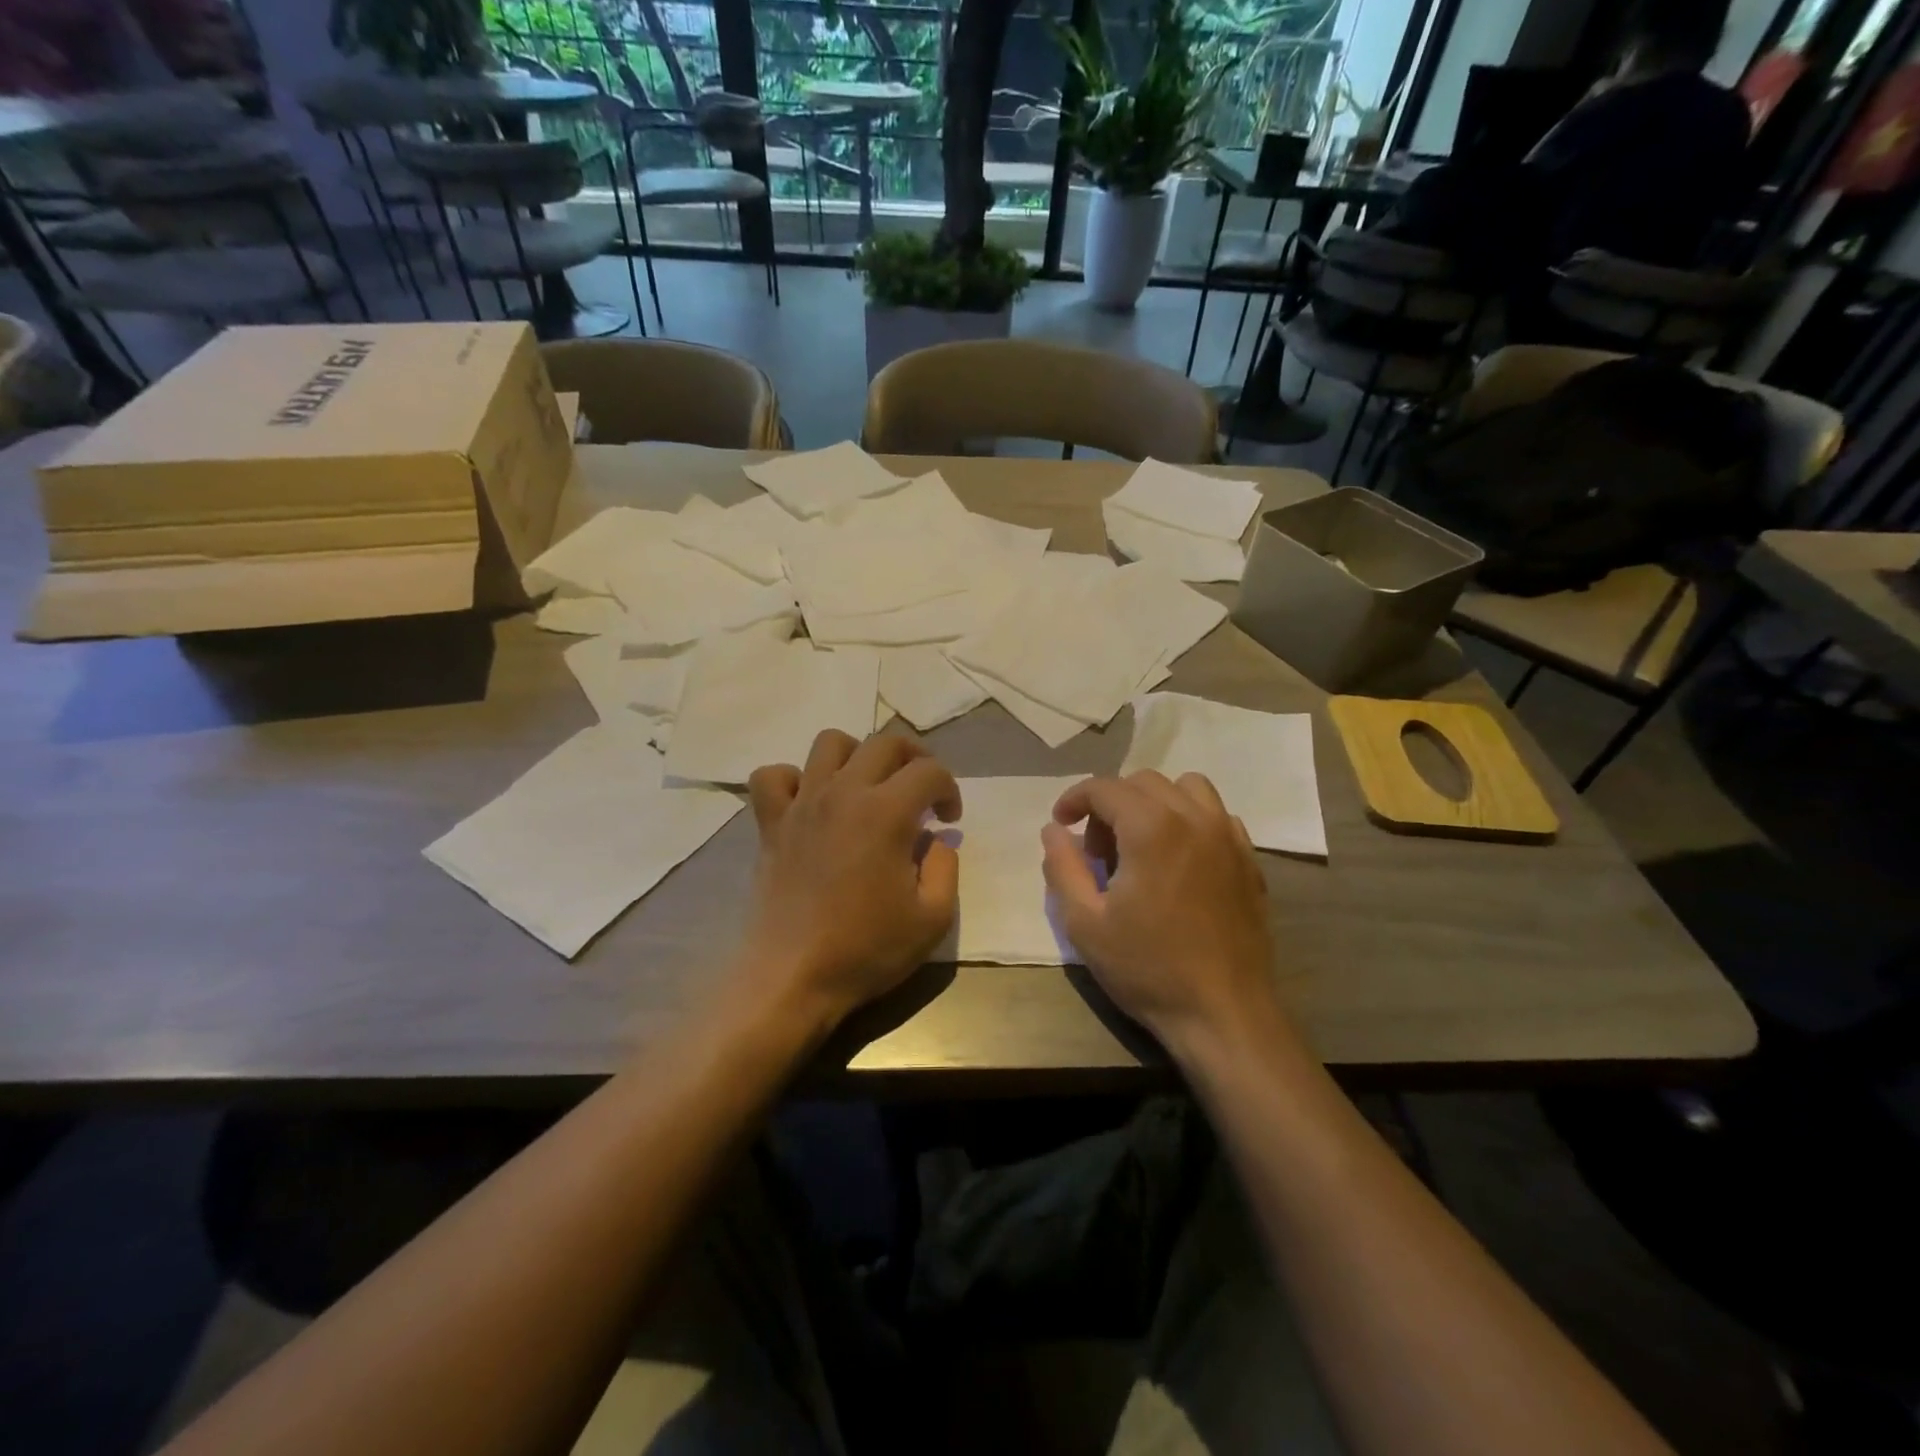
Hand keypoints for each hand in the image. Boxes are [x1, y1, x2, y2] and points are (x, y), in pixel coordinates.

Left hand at [739, 730, 961, 1033]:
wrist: (793, 976)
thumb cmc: (866, 949)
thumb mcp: (932, 919)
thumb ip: (945, 868)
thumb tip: (934, 840)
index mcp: (886, 812)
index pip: (929, 772)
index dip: (949, 789)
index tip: (949, 820)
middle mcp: (843, 793)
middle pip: (884, 742)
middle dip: (914, 757)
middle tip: (921, 791)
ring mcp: (802, 804)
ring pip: (829, 744)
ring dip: (857, 755)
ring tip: (868, 786)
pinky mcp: (770, 823)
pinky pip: (773, 777)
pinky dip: (793, 779)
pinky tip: (810, 801)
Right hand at [1041, 771, 1282, 1058]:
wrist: (1224, 1014)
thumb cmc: (1147, 969)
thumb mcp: (1085, 923)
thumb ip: (1063, 867)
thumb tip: (1053, 830)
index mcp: (1152, 829)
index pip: (1105, 788)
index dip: (1075, 798)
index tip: (1061, 823)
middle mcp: (1194, 819)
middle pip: (1144, 782)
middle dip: (1111, 804)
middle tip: (1097, 849)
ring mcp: (1228, 837)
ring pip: (1186, 788)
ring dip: (1154, 803)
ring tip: (1140, 843)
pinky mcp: (1249, 860)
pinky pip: (1216, 815)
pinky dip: (1190, 819)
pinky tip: (1178, 859)